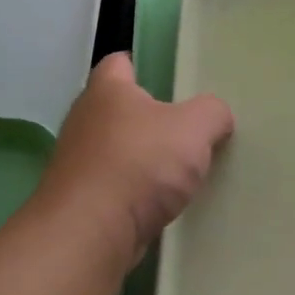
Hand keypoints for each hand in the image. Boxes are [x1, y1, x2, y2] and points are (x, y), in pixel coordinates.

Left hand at [38, 53, 234, 272]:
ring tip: (179, 172)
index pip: (120, 62)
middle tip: (186, 130)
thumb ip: (212, 113)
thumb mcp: (194, 128)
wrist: (92, 232)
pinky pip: (113, 188)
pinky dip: (133, 193)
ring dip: (141, 160)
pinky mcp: (80, 200)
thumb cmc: (140, 164)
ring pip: (116, 151)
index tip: (171, 82)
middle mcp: (84, 120)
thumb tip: (217, 116)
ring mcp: (77, 163)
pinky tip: (159, 205)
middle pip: (119, 109)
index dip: (144, 66)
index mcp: (107, 90)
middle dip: (148, 118)